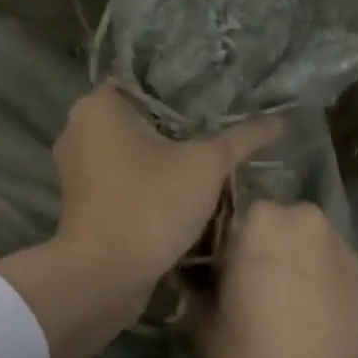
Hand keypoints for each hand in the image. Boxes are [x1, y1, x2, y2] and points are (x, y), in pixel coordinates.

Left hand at [52, 86, 280, 298]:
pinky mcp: (81, 201)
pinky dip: (146, 183)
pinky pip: (121, 179)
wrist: (103, 276)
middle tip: (220, 132)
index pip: (146, 81)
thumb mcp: (206, 166)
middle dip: (177, 128)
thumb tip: (282, 119)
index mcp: (98, 106)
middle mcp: (78, 128)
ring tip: (207, 162)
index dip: (185, 90)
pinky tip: (181, 191)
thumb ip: (242, 138)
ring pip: (130, 152)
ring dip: (163, 159)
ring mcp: (75, 168)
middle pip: (139, 118)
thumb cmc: (150, 205)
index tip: (219, 101)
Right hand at [192, 201, 357, 357]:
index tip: (213, 267)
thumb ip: (191, 282)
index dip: (217, 240)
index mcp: (256, 219)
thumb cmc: (250, 352)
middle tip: (245, 277)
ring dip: (286, 250)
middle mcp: (299, 215)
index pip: (225, 213)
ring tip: (278, 289)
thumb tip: (189, 269)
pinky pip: (323, 253)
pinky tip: (304, 300)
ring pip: (298, 233)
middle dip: (255, 240)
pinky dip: (312, 266)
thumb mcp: (201, 320)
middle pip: (266, 219)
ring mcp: (334, 238)